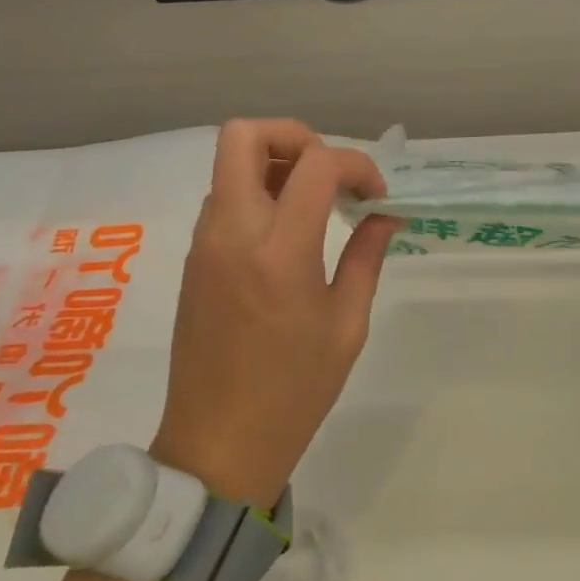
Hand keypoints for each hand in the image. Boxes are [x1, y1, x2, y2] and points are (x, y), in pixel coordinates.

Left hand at [149, 120, 397, 505]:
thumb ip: (366, 256)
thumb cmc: (295, 390)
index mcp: (279, 252)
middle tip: (331, 174)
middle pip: (245, 136)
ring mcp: (205, 243)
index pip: (316, 165)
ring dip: (277, 164)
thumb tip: (384, 214)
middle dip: (296, 137)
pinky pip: (224, 197)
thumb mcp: (347, 323)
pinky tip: (292, 231)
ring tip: (318, 204)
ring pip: (230, 163)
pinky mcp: (194, 258)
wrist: (218, 444)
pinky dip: (260, 191)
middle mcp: (232, 233)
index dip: (356, 165)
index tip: (375, 197)